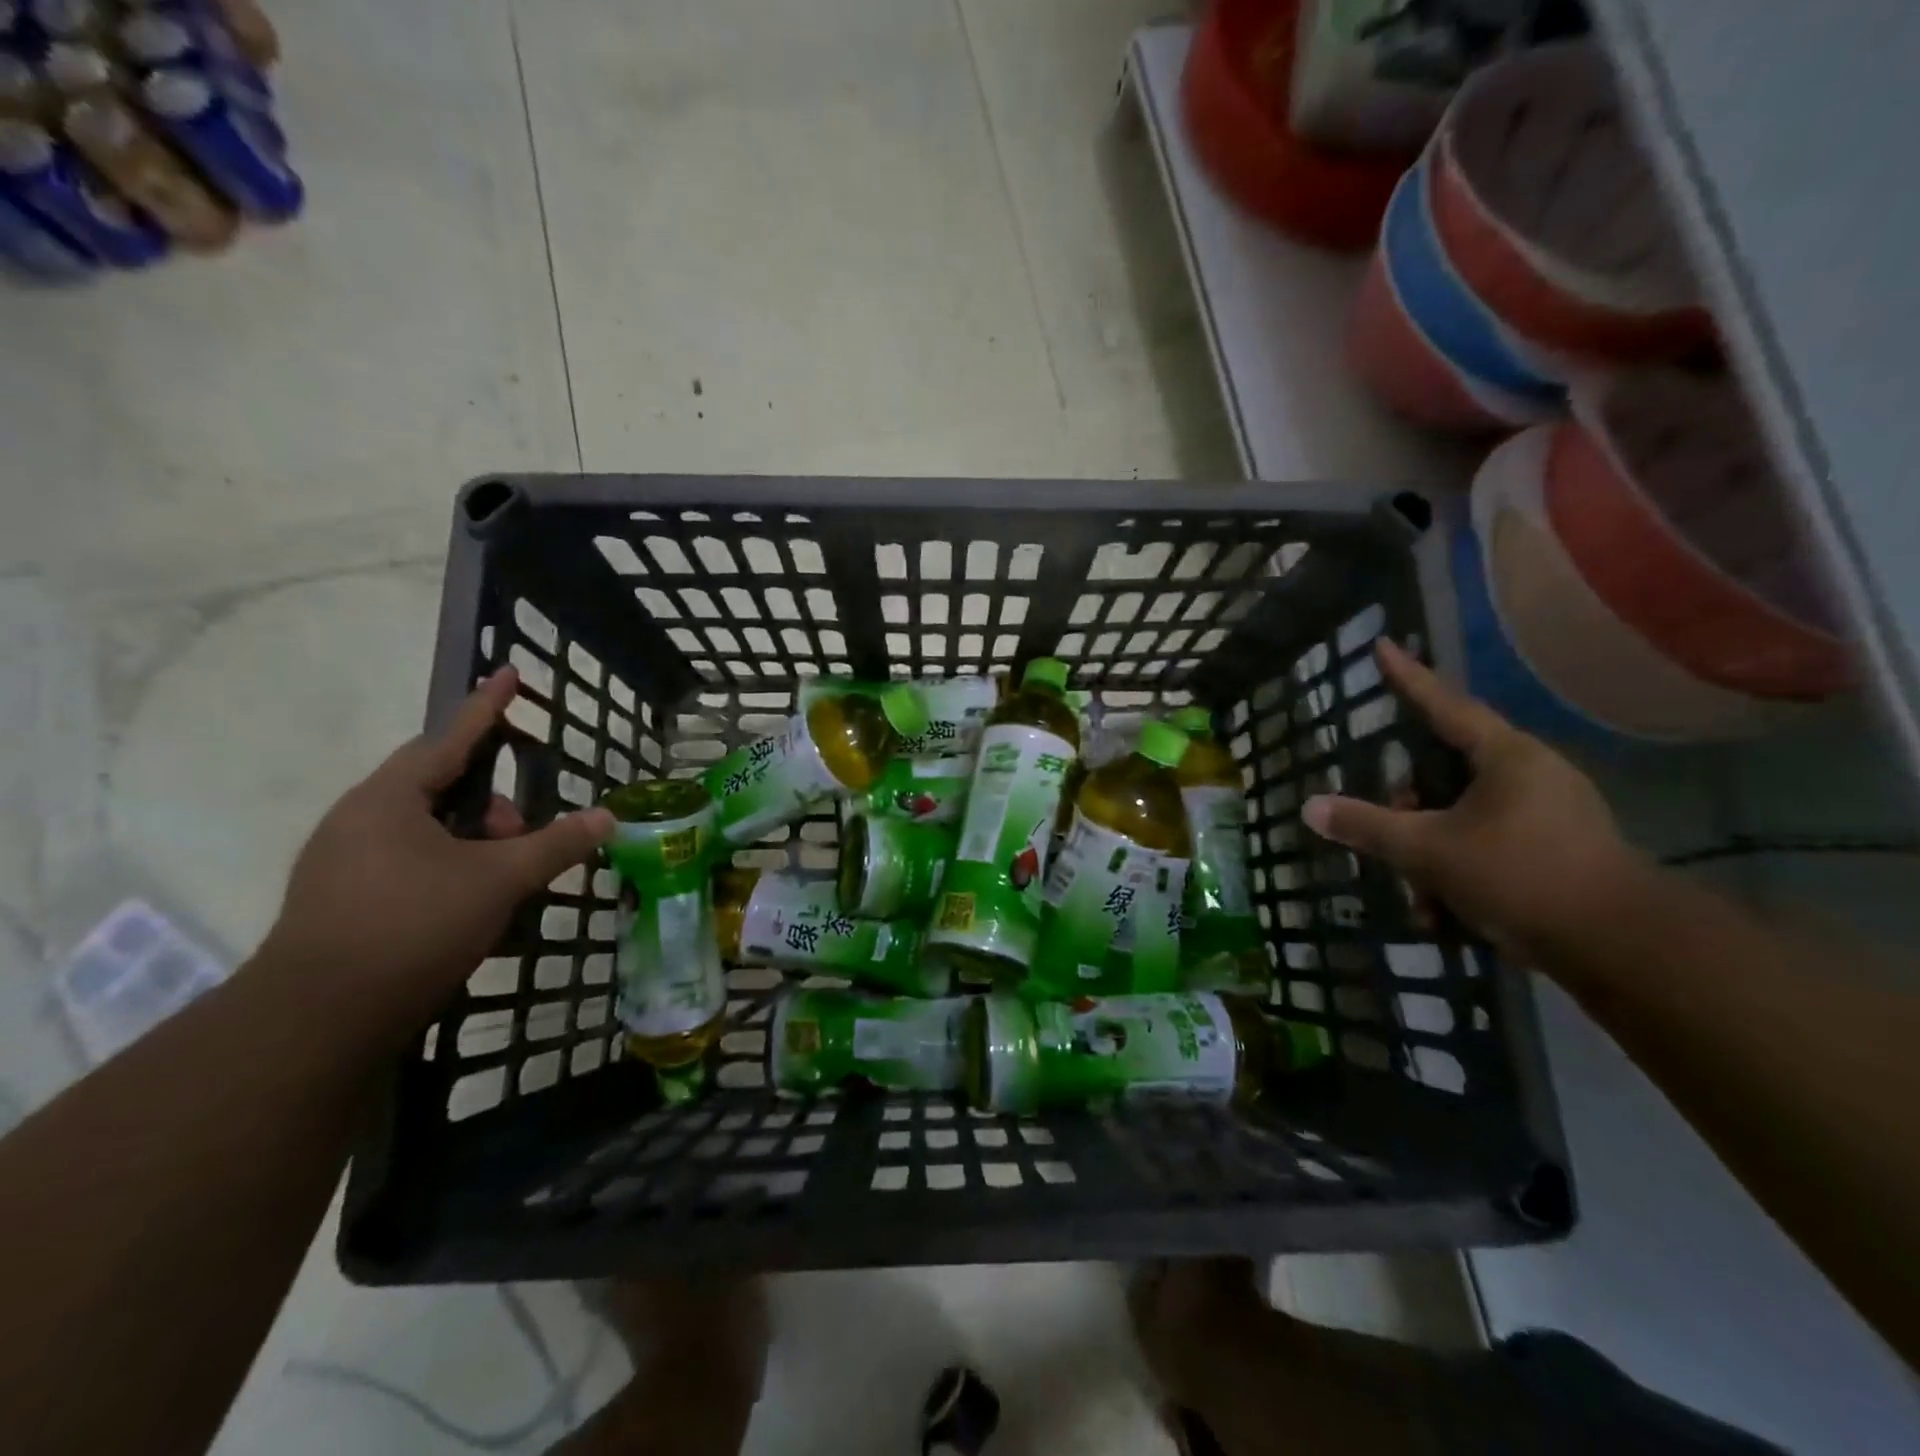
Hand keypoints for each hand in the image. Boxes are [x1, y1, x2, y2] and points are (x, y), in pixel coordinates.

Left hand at [258, 667, 614, 1036]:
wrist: (318, 1020)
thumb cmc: (413, 926)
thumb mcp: (499, 880)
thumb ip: (556, 844)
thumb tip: (608, 818)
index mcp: (389, 799)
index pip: (449, 738)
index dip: (487, 707)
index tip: (509, 672)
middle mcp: (359, 820)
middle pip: (439, 787)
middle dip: (492, 801)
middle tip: (524, 829)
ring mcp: (343, 862)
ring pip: (425, 829)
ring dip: (473, 839)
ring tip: (505, 873)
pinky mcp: (341, 900)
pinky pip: (408, 860)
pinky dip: (449, 865)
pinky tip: (472, 899)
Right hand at [1302, 639, 1646, 962]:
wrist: (1621, 947)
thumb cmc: (1521, 875)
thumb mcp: (1429, 850)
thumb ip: (1368, 826)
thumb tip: (1310, 807)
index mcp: (1507, 757)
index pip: (1444, 705)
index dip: (1408, 678)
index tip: (1383, 646)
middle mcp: (1532, 774)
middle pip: (1448, 770)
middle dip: (1410, 803)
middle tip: (1388, 826)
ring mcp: (1551, 813)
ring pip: (1465, 815)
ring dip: (1431, 849)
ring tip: (1417, 893)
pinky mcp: (1558, 851)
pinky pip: (1489, 845)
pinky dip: (1460, 872)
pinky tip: (1444, 915)